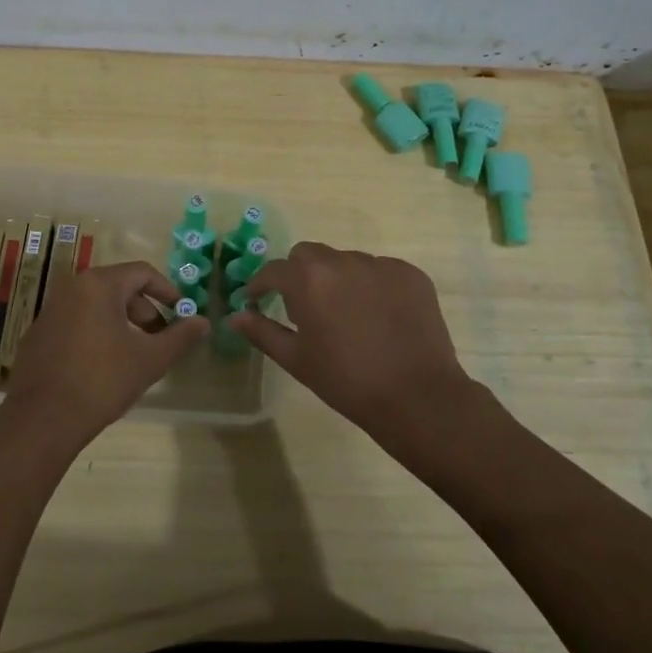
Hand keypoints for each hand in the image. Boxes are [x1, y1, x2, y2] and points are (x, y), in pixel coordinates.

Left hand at [1, 262, 208, 449]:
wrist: (41, 420)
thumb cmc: (101, 381)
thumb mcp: (150, 360)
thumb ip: (180, 337)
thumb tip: (203, 322)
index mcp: (99, 284)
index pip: (142, 272)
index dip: (167, 290)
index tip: (181, 312)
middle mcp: (72, 287)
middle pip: (119, 286)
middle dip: (145, 310)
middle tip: (160, 338)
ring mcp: (50, 309)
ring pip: (96, 304)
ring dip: (122, 322)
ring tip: (135, 353)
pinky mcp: (38, 333)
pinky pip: (77, 321)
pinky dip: (97, 332)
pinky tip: (103, 365)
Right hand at [227, 242, 473, 439]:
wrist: (416, 396)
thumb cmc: (347, 381)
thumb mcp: (297, 360)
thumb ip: (262, 332)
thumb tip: (235, 317)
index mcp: (309, 280)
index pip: (274, 270)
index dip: (260, 285)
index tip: (256, 299)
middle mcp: (343, 261)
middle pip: (309, 255)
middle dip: (299, 275)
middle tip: (303, 307)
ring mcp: (380, 264)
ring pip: (346, 261)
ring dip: (337, 279)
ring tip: (346, 315)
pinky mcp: (410, 274)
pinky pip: (380, 271)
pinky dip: (372, 286)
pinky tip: (379, 317)